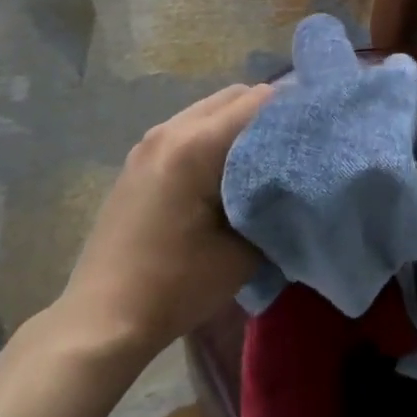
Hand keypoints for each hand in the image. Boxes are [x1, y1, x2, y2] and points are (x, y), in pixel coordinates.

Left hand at [58, 83, 272, 353]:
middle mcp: (170, 130)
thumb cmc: (174, 287)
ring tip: (263, 159)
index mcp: (195, 145)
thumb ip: (273, 207)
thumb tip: (293, 185)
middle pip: (232, 96)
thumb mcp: (241, 254)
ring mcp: (149, 141)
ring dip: (238, 124)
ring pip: (209, 109)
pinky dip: (213, 136)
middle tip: (293, 146)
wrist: (101, 320)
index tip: (315, 133)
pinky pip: (188, 128)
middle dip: (267, 114)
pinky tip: (225, 172)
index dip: (292, 112)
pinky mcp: (139, 158)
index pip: (257, 102)